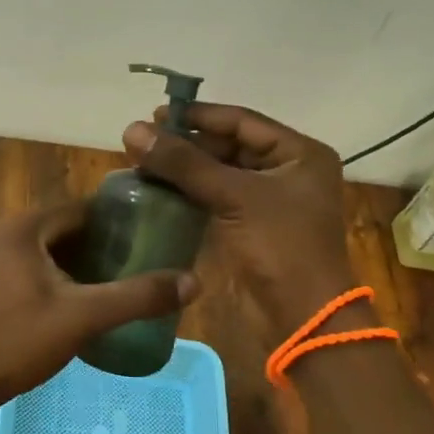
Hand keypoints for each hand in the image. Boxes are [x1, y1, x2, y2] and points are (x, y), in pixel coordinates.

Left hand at [0, 200, 197, 413]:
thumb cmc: (20, 342)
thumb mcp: (83, 317)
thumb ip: (137, 296)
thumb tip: (193, 281)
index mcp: (20, 228)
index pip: (79, 210)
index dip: (115, 221)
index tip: (148, 234)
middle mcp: (0, 231)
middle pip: (62, 226)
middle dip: (99, 242)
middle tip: (137, 259)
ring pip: (46, 245)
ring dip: (78, 258)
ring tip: (116, 276)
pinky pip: (29, 261)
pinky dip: (55, 270)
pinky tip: (80, 293)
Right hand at [123, 103, 355, 331]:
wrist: (301, 318)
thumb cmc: (279, 246)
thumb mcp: (234, 196)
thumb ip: (183, 162)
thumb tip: (132, 130)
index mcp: (299, 154)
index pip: (241, 121)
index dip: (198, 116)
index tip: (156, 115)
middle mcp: (286, 172)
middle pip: (228, 146)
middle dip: (186, 144)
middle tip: (143, 143)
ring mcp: (268, 202)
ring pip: (218, 173)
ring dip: (183, 169)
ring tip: (142, 163)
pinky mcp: (249, 228)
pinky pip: (214, 199)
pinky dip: (187, 193)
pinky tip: (156, 190)